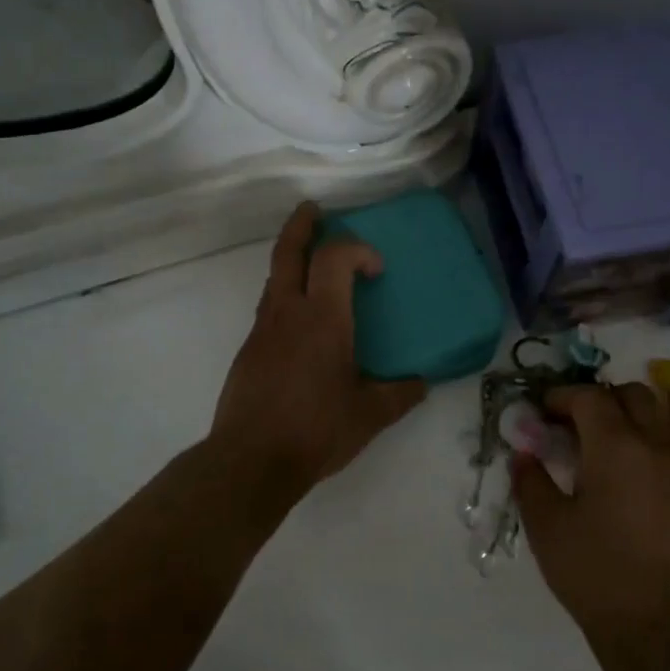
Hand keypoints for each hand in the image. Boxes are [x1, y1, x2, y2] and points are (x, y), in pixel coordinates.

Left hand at [209, 202, 427, 496]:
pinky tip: (301, 323)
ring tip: (313, 264)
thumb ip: (400, 394)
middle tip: (314, 210)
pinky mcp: (249, 350)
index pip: (334, 256)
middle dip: (302, 225)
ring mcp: (263, 329)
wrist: (251, 460)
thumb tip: (421, 383)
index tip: (375, 269)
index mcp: (323, 318)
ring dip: (293, 259)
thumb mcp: (370, 415)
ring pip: (275, 278)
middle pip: (289, 251)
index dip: (357, 249)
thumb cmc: (316, 429)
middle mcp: (288, 312)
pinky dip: (286, 295)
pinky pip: (269, 307)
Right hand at [513, 383, 669, 649]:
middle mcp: (653, 445)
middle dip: (600, 399)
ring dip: (628, 417)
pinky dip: (647, 444)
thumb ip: (530, 480)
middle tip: (573, 424)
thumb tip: (523, 453)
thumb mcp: (547, 526)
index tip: (541, 413)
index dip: (561, 397)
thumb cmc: (595, 572)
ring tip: (602, 446)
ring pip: (658, 417)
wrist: (660, 630)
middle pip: (632, 395)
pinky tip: (626, 476)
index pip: (589, 396)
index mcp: (616, 444)